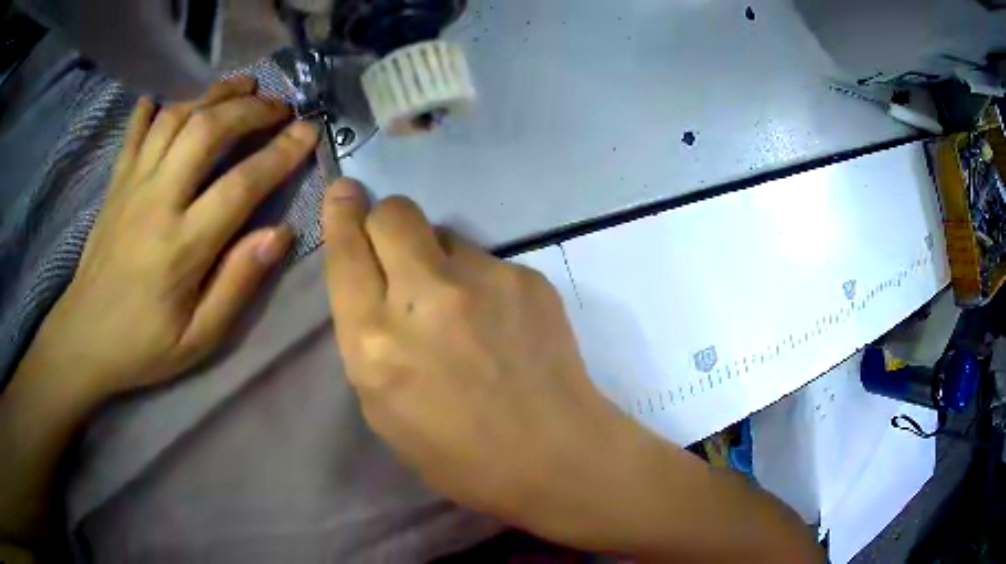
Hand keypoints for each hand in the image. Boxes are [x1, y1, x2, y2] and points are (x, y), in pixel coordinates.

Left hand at [36, 77, 318, 399]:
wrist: (84, 340)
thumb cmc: (143, 345)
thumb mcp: (199, 338)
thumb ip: (238, 284)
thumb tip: (280, 234)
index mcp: (182, 245)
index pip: (241, 184)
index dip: (281, 153)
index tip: (309, 130)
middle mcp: (157, 200)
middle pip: (207, 129)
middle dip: (250, 108)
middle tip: (279, 105)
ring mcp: (132, 184)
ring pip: (175, 117)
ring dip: (213, 93)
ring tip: (241, 86)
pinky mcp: (115, 182)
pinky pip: (136, 130)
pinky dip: (156, 106)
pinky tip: (172, 97)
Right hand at [321, 179, 645, 545]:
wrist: (554, 454)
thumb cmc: (458, 453)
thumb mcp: (383, 408)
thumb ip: (368, 338)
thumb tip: (375, 285)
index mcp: (375, 341)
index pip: (346, 253)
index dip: (341, 215)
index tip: (344, 191)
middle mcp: (425, 297)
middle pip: (395, 213)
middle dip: (385, 219)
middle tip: (396, 247)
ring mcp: (484, 279)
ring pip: (445, 235)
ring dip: (438, 259)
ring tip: (461, 309)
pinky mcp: (527, 276)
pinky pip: (487, 260)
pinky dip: (481, 282)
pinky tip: (501, 323)